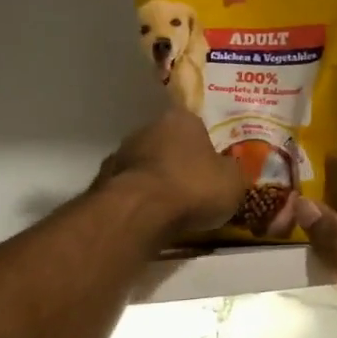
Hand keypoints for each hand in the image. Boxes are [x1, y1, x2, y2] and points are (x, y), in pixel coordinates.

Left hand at [95, 107, 245, 241]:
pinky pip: (130, 189)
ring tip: (172, 209)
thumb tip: (228, 170)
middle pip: (168, 145)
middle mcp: (147, 128)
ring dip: (157, 182)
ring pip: (146, 166)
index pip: (197, 127)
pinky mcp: (103, 180)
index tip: (213, 169)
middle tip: (194, 189)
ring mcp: (121, 153)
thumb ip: (232, 171)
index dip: (207, 148)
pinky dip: (140, 200)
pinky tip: (150, 218)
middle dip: (179, 164)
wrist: (139, 211)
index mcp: (181, 119)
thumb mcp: (233, 182)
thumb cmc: (193, 187)